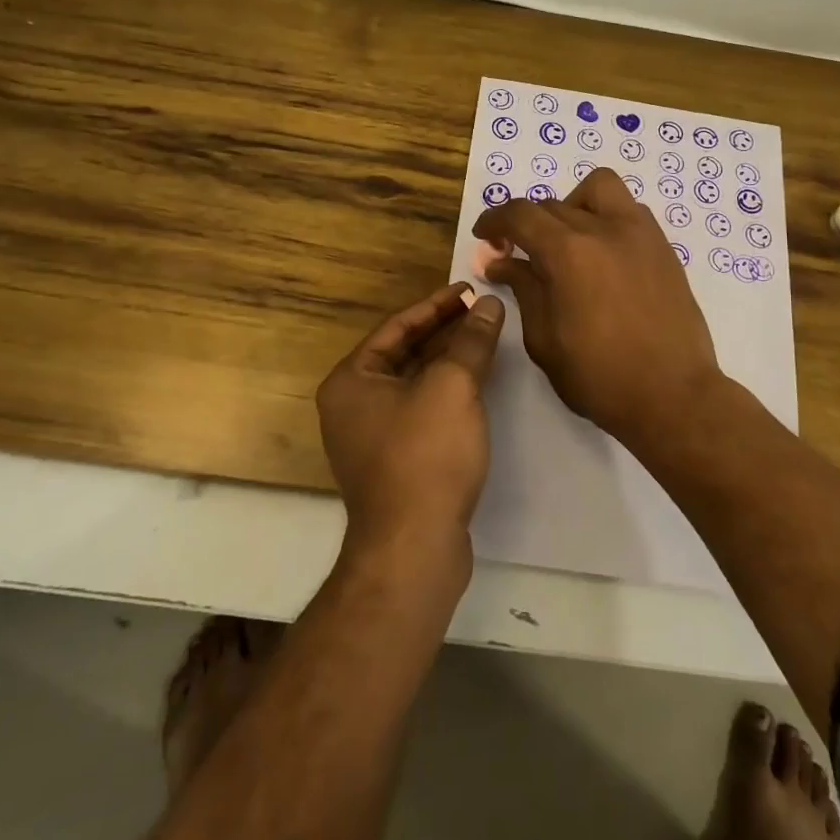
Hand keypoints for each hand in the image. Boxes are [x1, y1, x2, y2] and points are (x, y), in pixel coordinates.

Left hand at [316, 283, 505, 555]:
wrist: (414, 549)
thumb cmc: (425, 456)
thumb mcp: (452, 387)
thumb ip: (471, 341)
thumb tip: (489, 305)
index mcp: (351, 380)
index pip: (397, 327)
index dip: (436, 304)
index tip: (469, 289)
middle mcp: (353, 404)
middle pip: (404, 353)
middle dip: (444, 331)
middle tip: (482, 311)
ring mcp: (371, 436)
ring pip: (415, 383)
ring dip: (448, 361)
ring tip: (486, 339)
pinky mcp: (395, 462)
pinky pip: (421, 411)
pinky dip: (447, 392)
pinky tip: (477, 385)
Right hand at [472, 168, 724, 448]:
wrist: (673, 396)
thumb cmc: (599, 377)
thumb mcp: (544, 339)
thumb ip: (523, 290)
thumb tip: (501, 262)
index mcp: (568, 252)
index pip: (520, 214)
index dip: (494, 221)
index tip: (485, 237)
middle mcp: (604, 229)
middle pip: (552, 204)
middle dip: (527, 224)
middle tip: (518, 254)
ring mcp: (640, 234)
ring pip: (598, 189)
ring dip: (571, 205)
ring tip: (566, 241)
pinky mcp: (663, 247)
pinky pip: (628, 210)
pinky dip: (605, 218)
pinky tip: (601, 254)